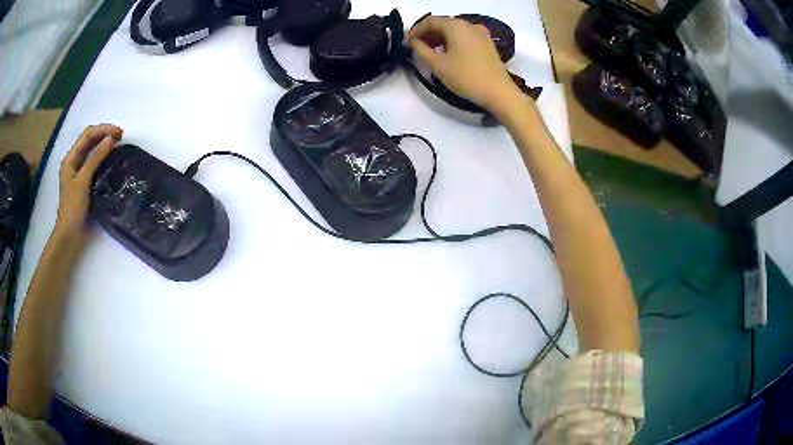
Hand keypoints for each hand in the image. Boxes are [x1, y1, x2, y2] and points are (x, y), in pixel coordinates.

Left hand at [55, 124, 122, 237]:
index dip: (103, 130)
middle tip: (121, 137)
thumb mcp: (83, 182)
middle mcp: (74, 161)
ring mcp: (79, 172)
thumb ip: (95, 159)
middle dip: (104, 135)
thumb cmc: (73, 209)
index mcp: (70, 159)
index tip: (119, 133)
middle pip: (89, 140)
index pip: (87, 135)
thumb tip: (110, 139)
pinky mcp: (84, 181)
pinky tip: (111, 159)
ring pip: (92, 150)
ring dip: (104, 145)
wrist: (70, 235)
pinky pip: (94, 162)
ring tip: (119, 145)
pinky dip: (103, 157)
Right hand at [408, 15, 524, 113]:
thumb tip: (413, 42)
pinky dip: (453, 41)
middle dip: (428, 33)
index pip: (430, 21)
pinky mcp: (488, 43)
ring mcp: (481, 33)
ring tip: (430, 52)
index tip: (407, 42)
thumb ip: (421, 50)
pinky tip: (448, 53)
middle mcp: (469, 24)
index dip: (416, 30)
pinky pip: (465, 37)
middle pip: (443, 23)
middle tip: (417, 47)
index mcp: (456, 25)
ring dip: (440, 38)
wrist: (499, 92)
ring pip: (455, 30)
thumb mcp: (438, 64)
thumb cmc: (466, 77)